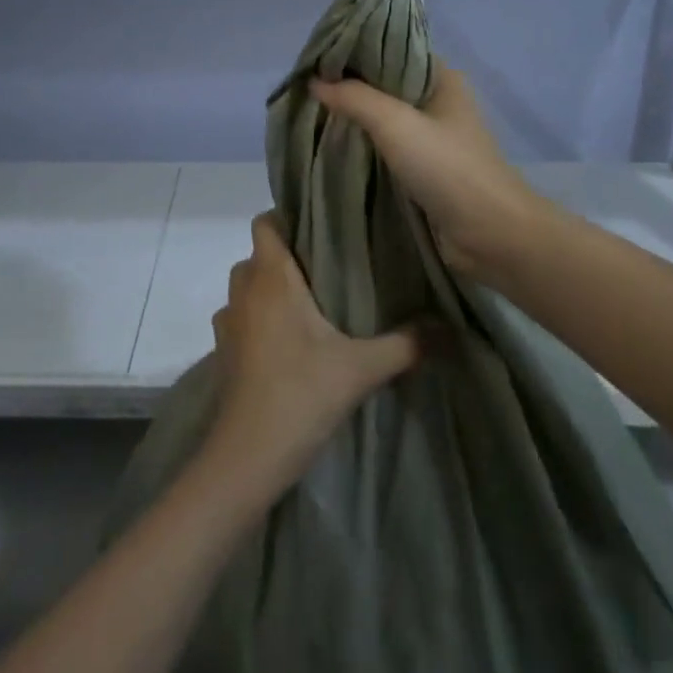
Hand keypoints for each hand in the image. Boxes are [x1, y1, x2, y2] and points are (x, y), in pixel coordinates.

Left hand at [205, 214, 421, 498]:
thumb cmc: (301, 394)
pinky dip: (260, 319)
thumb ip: (406, 344)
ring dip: (271, 289)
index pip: (264, 223)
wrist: (248, 455)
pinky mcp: (224, 352)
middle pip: (259, 254)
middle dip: (287, 256)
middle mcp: (244, 291)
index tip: (319, 226)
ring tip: (311, 302)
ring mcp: (229, 322)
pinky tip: (289, 342)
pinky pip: (242, 318)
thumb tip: (449, 328)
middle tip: (328, 266)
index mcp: (271, 278)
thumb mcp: (362, 368)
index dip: (285, 217)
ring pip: (248, 287)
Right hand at [310, 66, 551, 281]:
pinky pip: (387, 148)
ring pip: (384, 118)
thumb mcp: (396, 123)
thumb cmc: (447, 167)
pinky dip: (364, 145)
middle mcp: (438, 102)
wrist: (491, 235)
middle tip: (306, 87)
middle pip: (386, 85)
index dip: (355, 51)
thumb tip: (314, 81)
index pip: (392, 51)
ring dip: (354, 118)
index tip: (316, 57)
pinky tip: (334, 144)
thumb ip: (354, 98)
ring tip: (312, 113)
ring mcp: (433, 137)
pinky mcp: (426, 170)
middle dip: (349, 86)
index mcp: (441, 78)